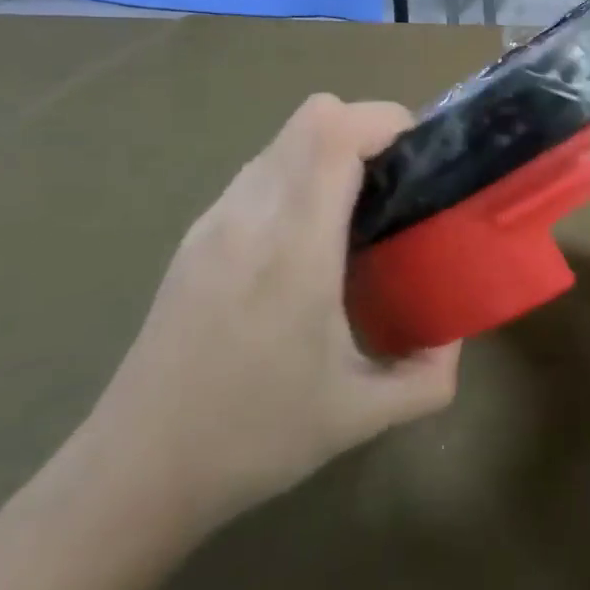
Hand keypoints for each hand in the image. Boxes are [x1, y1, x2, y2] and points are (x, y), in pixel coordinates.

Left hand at [81, 94, 458, 535]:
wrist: (133, 473)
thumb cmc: (252, 439)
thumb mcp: (361, 417)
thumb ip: (429, 377)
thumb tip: (456, 337)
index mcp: (296, 248)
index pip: (335, 133)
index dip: (386, 121)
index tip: (422, 153)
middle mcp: (251, 216)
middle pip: (313, 116)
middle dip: (367, 128)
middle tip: (399, 181)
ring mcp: (216, 220)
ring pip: (284, 138)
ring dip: (331, 149)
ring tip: (359, 207)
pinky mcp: (196, 235)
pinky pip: (261, 169)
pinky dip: (299, 173)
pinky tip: (309, 237)